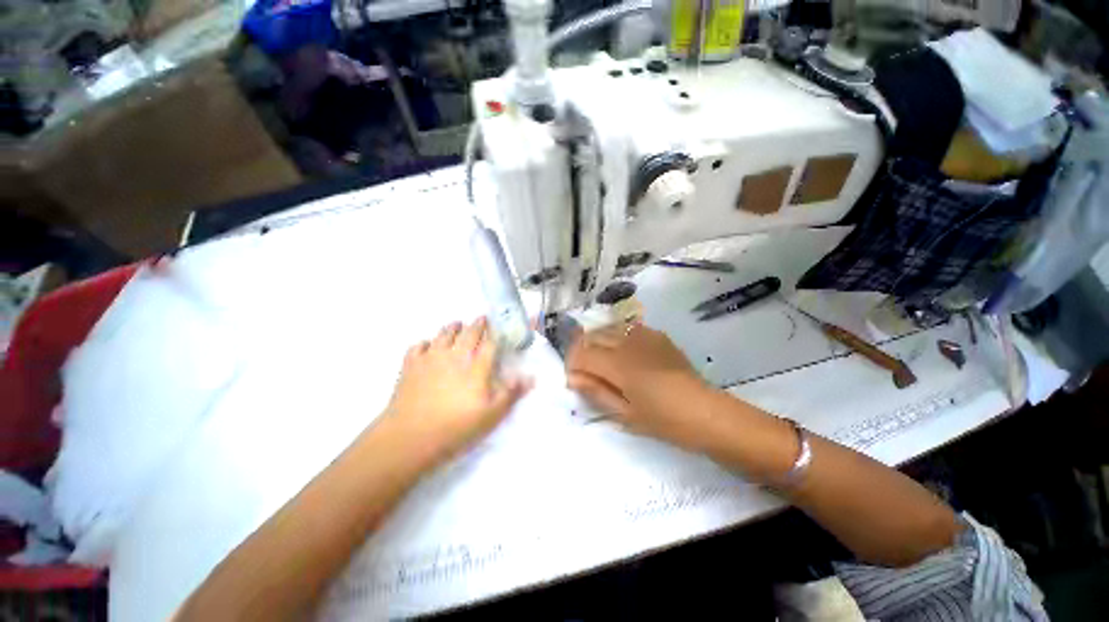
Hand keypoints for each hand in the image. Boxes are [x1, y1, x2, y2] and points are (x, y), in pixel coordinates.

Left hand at [380, 318, 530, 466]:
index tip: (499, 328)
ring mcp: (431, 358)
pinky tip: (427, 345)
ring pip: (443, 335)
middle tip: (481, 318)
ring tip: (456, 324)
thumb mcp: (491, 416)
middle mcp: (455, 356)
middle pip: (468, 333)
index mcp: (476, 367)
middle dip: (477, 324)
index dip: (495, 334)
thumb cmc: (455, 428)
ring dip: (452, 327)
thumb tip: (531, 377)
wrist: (409, 438)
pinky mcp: (410, 365)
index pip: (489, 344)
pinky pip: (418, 346)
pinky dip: (425, 343)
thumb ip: (511, 394)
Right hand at [566, 322, 714, 449]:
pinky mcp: (656, 334)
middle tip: (586, 372)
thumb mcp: (624, 413)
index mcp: (618, 364)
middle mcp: (627, 341)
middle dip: (581, 351)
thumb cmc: (663, 420)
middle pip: (590, 335)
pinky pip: (626, 328)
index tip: (575, 380)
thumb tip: (572, 378)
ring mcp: (643, 334)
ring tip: (603, 362)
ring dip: (597, 342)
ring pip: (607, 328)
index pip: (580, 353)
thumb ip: (595, 391)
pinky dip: (616, 337)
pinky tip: (625, 354)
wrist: (706, 412)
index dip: (572, 365)